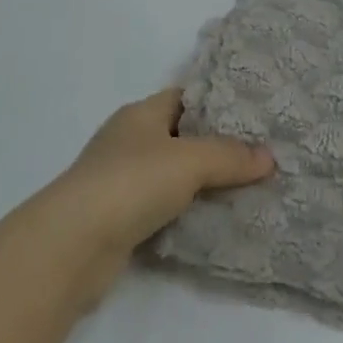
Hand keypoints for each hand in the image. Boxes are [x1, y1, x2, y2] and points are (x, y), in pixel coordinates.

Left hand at [43, 89, 274, 302]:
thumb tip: (269, 158)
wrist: (73, 245)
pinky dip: (187, 212)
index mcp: (140, 114)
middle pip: (181, 136)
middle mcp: (129, 141)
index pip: (185, 97)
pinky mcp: (120, 219)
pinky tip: (216, 220)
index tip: (254, 114)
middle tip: (261, 153)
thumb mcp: (190, 161)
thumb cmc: (131, 183)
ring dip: (203, 183)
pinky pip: (164, 208)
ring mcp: (121, 181)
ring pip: (173, 175)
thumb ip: (230, 156)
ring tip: (248, 187)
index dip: (218, 102)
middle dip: (217, 146)